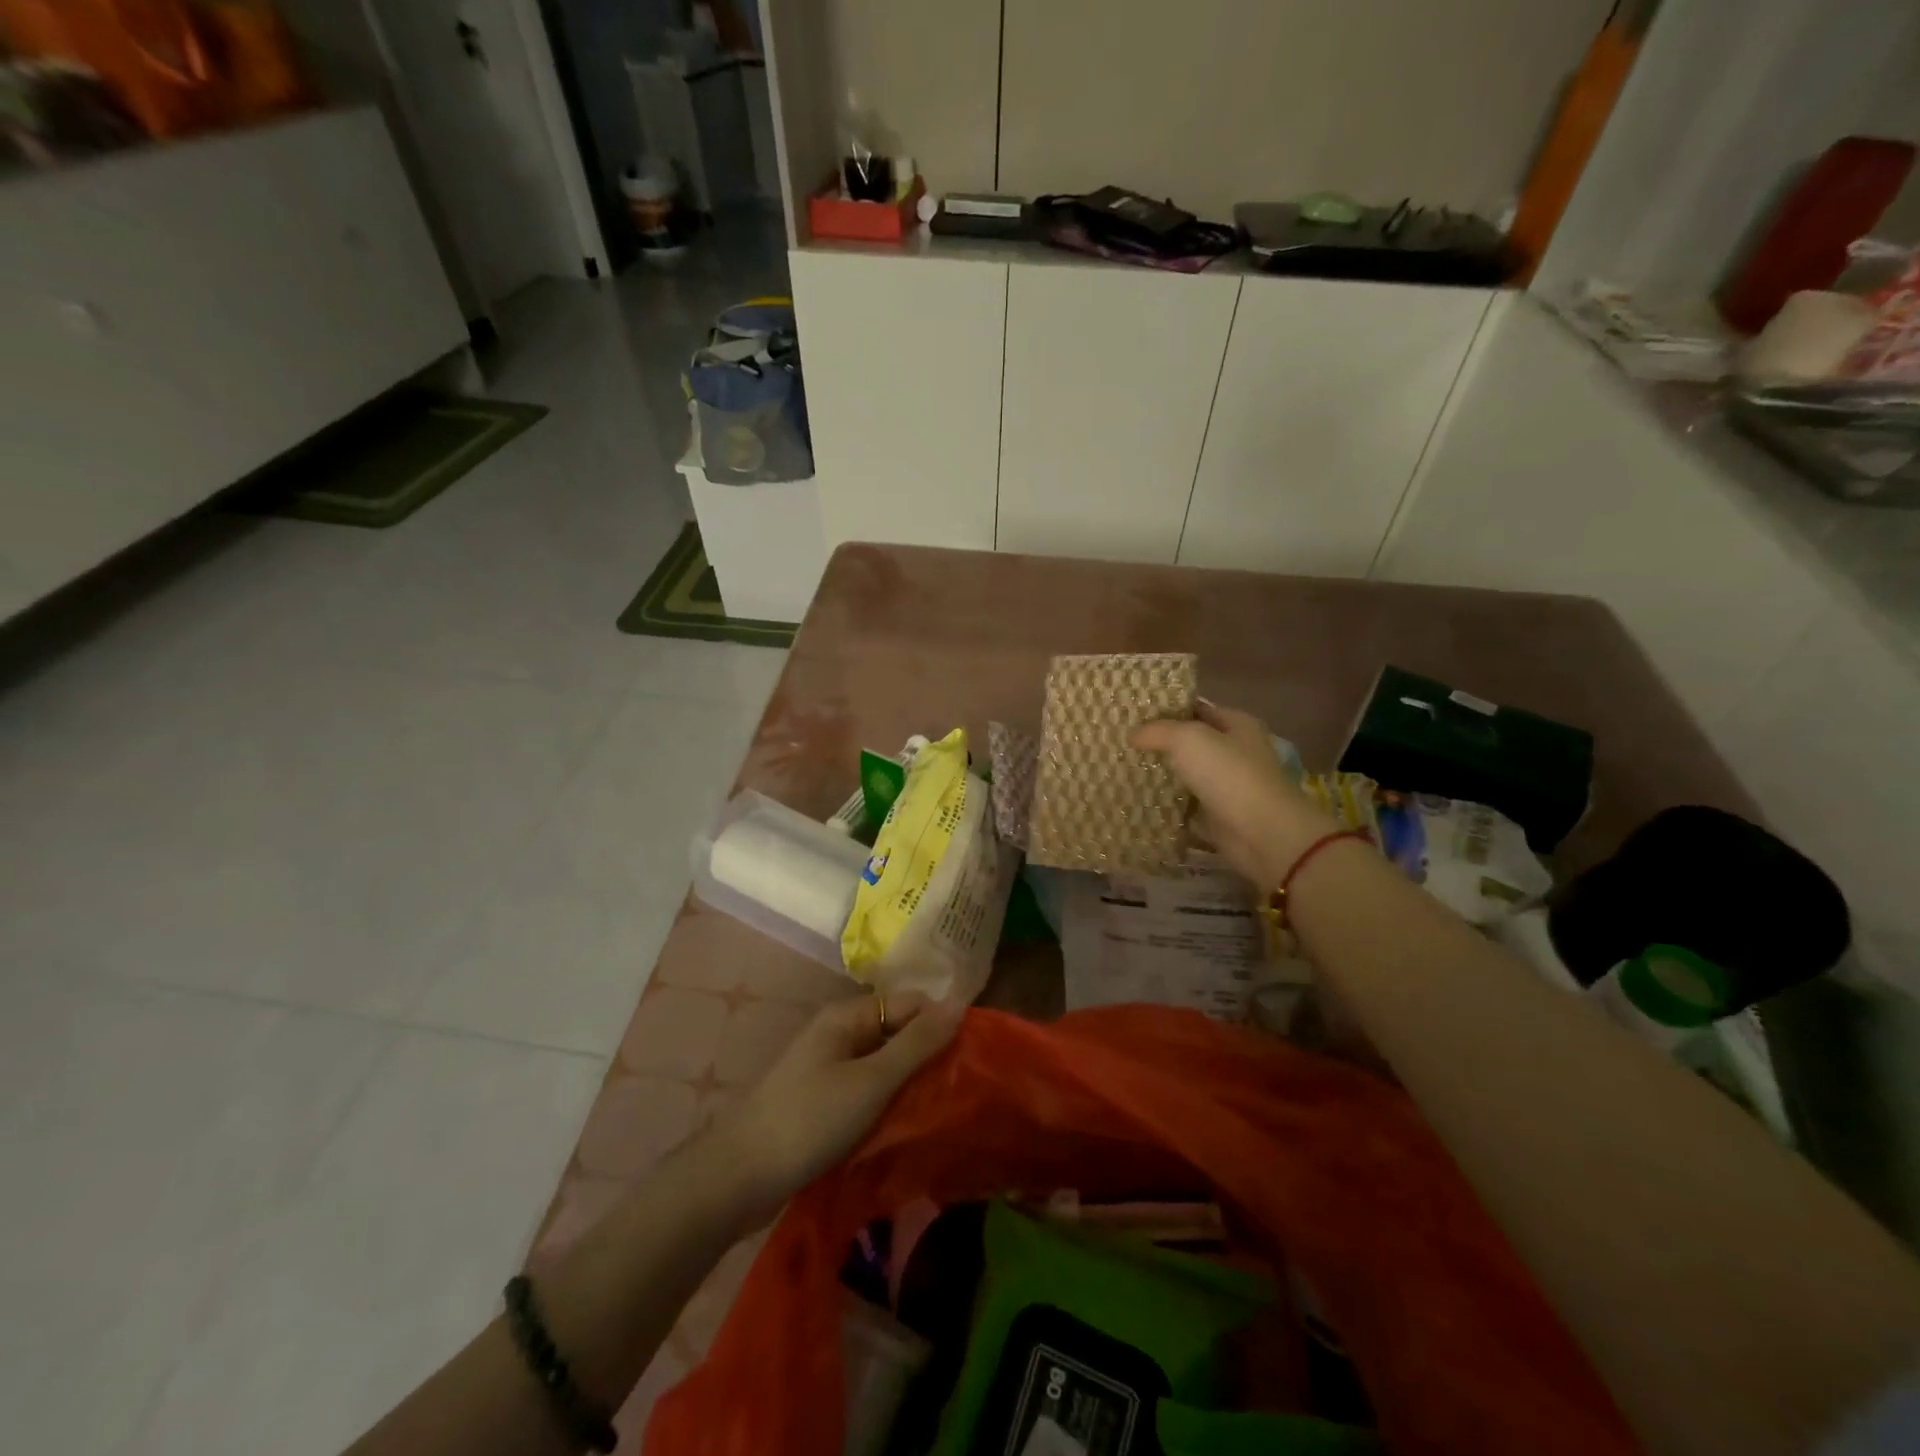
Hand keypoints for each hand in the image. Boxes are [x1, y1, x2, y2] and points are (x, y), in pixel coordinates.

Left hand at [714, 992, 963, 1218]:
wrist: (737, 1179)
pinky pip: (869, 1091)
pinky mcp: (825, 1102)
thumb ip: (916, 1044)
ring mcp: (830, 1069)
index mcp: (848, 1016)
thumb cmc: (809, 1121)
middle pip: (898, 1032)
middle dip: (930, 1055)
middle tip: (964, 1089)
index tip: (974, 1056)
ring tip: (946, 1109)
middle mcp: (840, 1033)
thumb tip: (959, 1003)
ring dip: (912, 1083)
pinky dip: (890, 1103)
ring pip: (885, 1065)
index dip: (942, 1022)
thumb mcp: (871, 1082)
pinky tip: (910, 1126)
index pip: (911, 1002)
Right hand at [1133, 701, 1338, 887]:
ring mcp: (1227, 785)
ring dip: (1161, 774)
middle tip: (1122, 741)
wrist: (1262, 834)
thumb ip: (1158, 731)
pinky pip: (1185, 805)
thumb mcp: (1189, 739)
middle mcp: (1235, 751)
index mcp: (1237, 724)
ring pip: (1186, 774)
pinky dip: (1166, 804)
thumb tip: (1134, 734)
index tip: (1133, 713)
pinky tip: (1138, 799)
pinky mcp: (1218, 815)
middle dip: (1160, 743)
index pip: (1196, 708)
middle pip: (1190, 742)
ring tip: (1123, 768)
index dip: (1167, 708)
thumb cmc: (1229, 775)